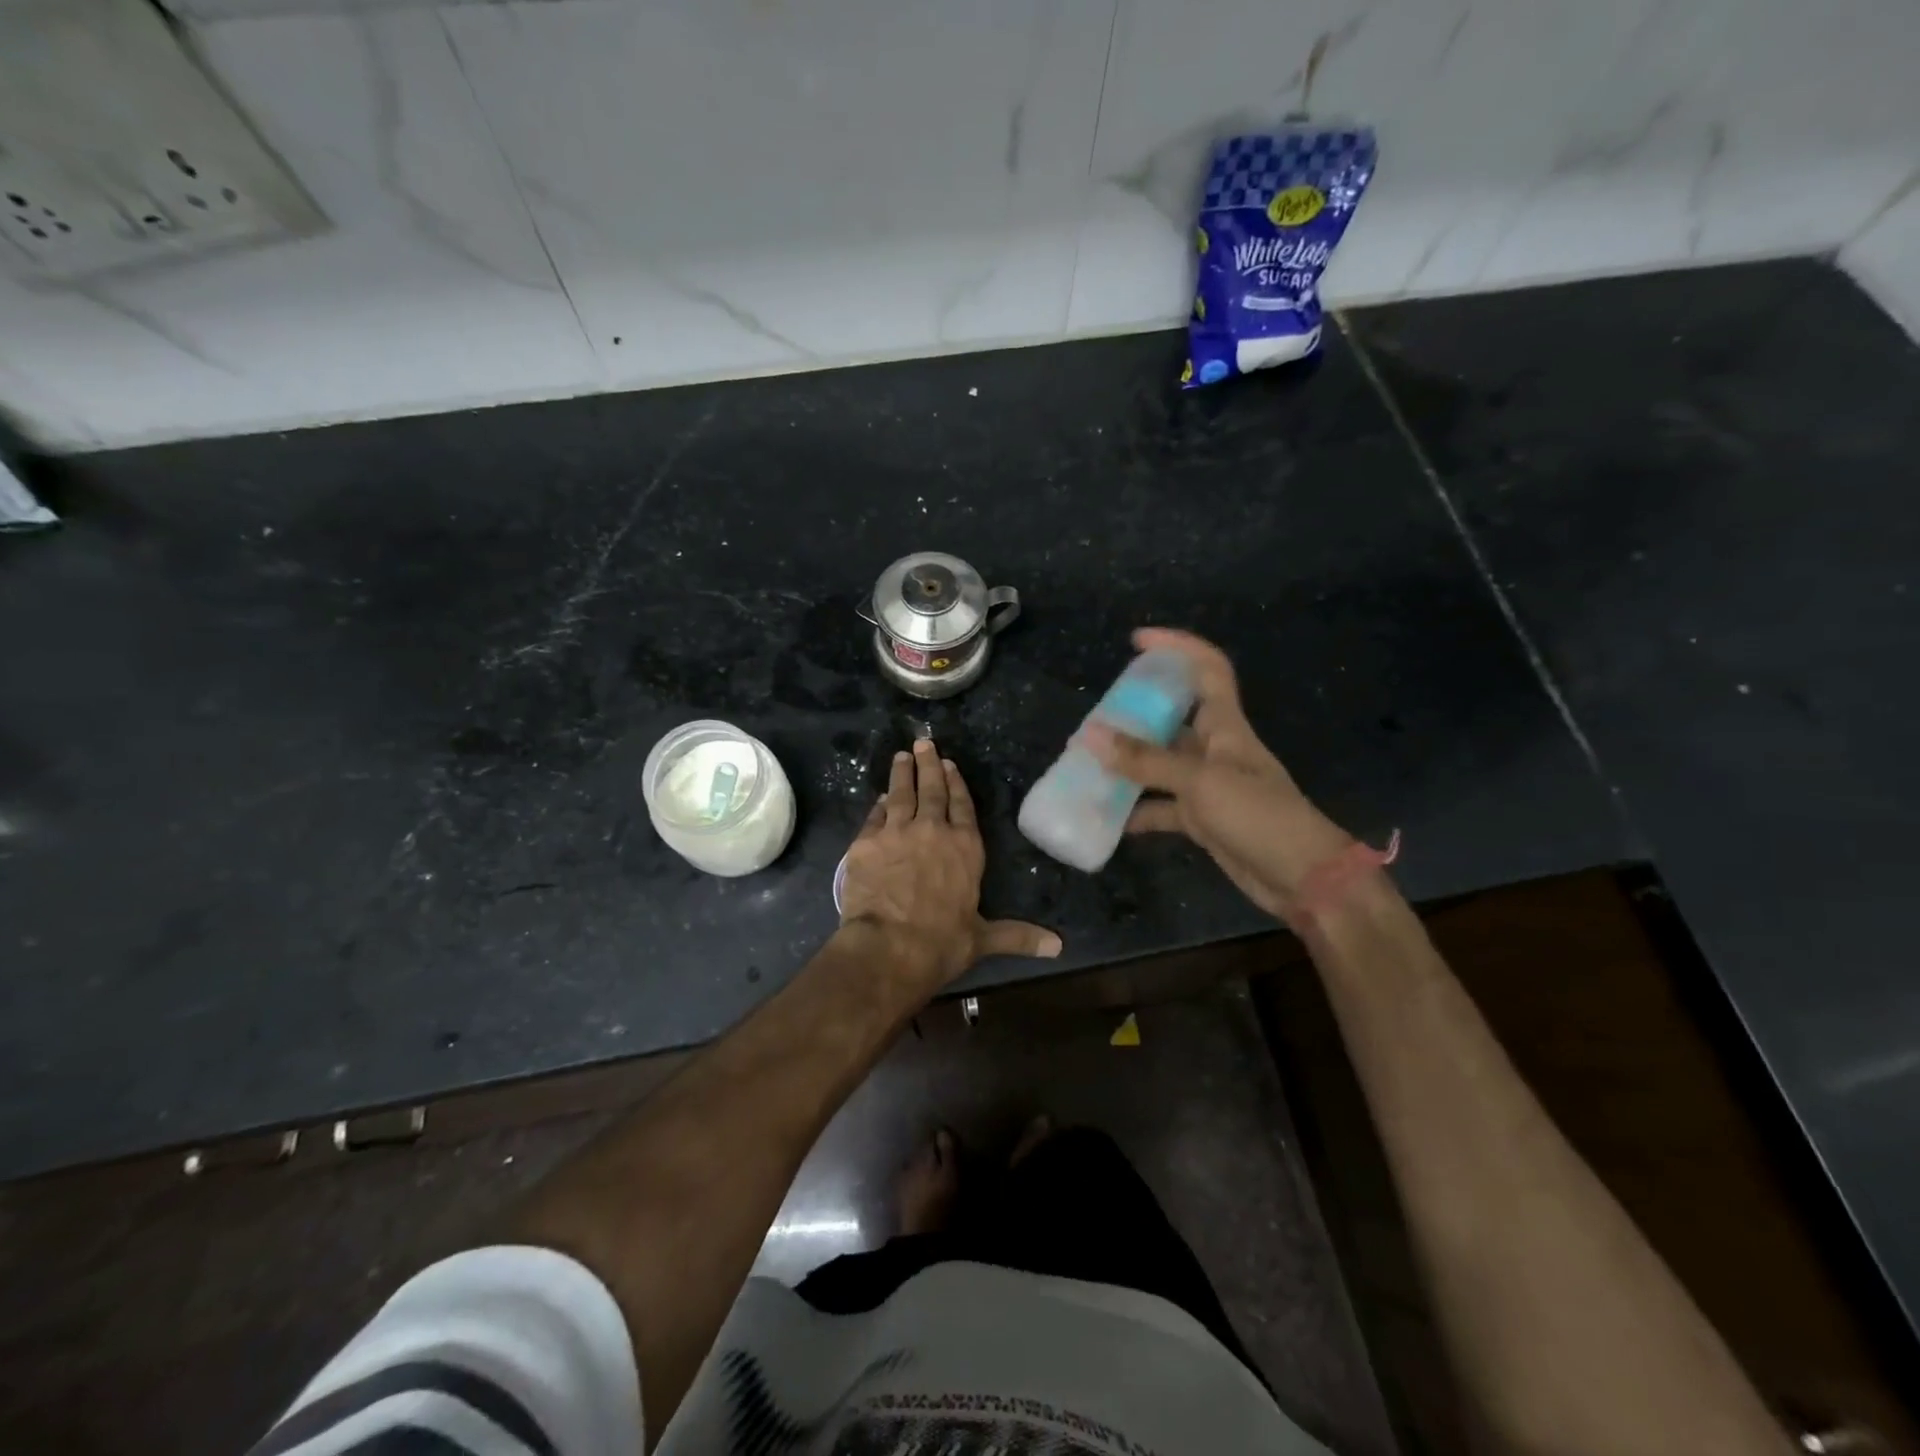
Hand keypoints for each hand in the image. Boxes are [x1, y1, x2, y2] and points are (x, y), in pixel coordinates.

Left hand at [839, 738, 1061, 986]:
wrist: (889, 949)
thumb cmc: (942, 943)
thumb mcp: (983, 939)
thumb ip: (1018, 936)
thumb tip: (1058, 947)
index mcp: (965, 847)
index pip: (962, 806)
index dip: (956, 784)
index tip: (949, 765)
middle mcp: (933, 830)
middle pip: (931, 790)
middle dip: (928, 765)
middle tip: (924, 743)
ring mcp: (897, 832)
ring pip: (900, 794)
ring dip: (902, 773)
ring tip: (902, 756)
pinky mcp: (866, 842)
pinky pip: (874, 817)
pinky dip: (878, 806)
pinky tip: (879, 799)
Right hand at [1084, 628, 1355, 920]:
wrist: (1303, 878)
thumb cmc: (1259, 816)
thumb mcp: (1201, 782)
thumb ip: (1145, 761)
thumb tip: (1090, 735)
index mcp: (1225, 726)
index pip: (1207, 669)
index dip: (1176, 647)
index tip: (1137, 641)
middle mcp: (1214, 749)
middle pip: (1171, 717)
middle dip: (1134, 714)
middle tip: (1094, 719)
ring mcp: (1207, 786)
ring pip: (1160, 765)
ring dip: (1128, 765)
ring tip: (1086, 764)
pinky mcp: (1202, 820)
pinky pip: (1161, 807)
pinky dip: (1136, 811)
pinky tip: (1106, 816)